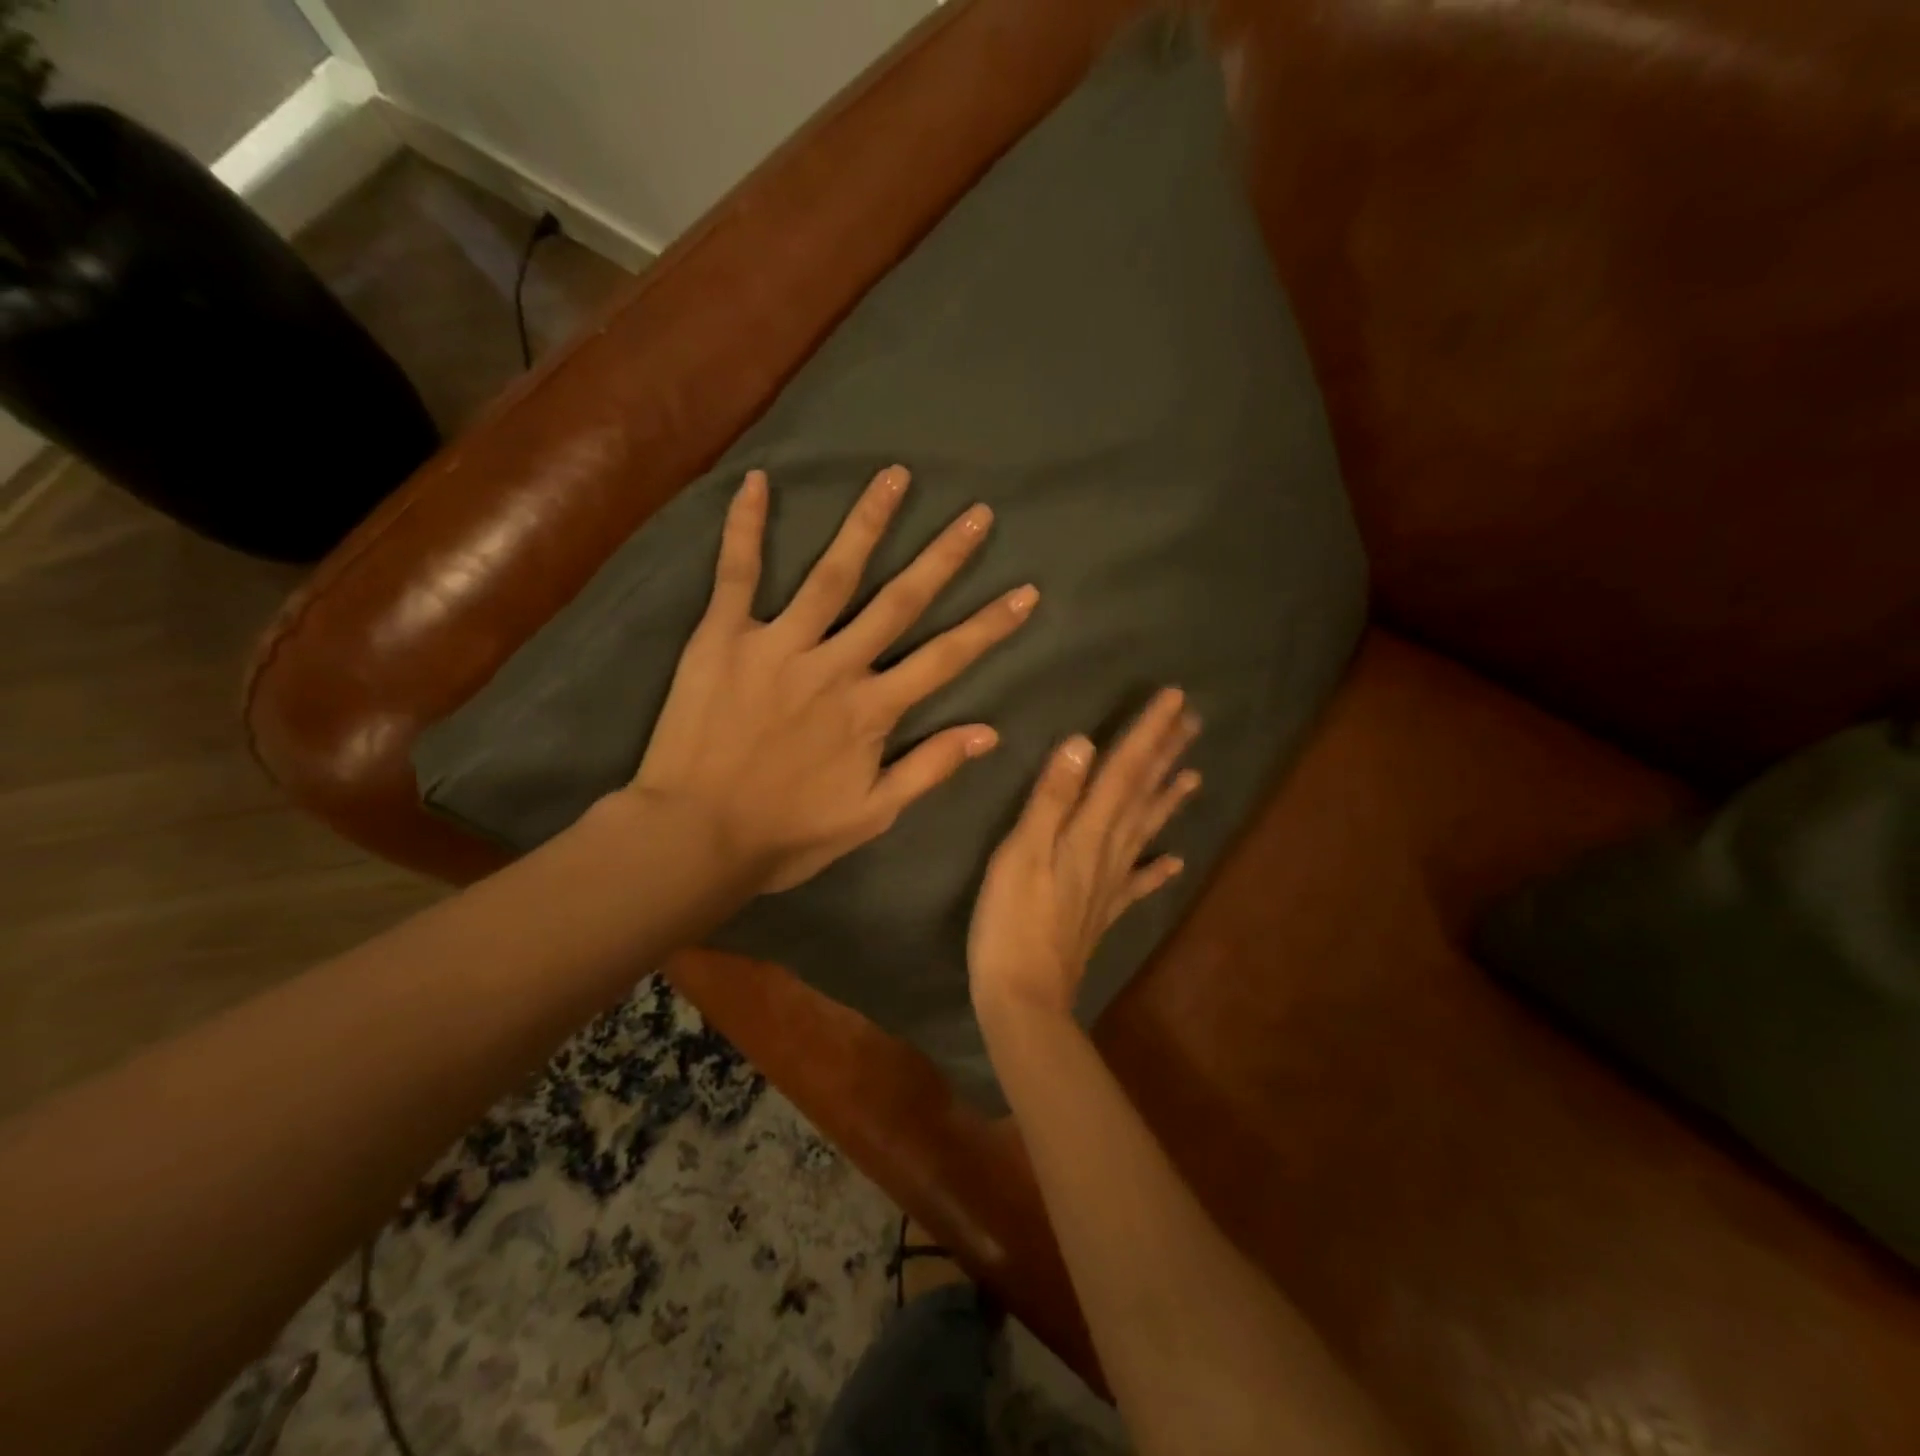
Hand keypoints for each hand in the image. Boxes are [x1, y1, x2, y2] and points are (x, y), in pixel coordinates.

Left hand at [628, 465, 1037, 893]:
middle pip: (899, 601)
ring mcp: (778, 645)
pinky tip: (757, 481)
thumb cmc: (786, 834)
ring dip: (867, 522)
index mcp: (872, 710)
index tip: (1025, 591)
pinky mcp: (723, 638)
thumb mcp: (871, 816)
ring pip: (832, 573)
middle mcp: (835, 665)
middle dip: (943, 556)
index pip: (945, 659)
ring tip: (894, 476)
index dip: (989, 626)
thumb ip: (929, 769)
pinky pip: (736, 574)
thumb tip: (989, 732)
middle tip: (976, 513)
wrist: (694, 837)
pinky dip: (745, 527)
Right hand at [969, 688, 1201, 1020]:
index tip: (1175, 698)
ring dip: (1168, 799)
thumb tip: (1082, 743)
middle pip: (1142, 794)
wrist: (1024, 994)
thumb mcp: (1021, 852)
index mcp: (1087, 831)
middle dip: (1165, 754)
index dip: (1148, 733)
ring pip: (1145, 830)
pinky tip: (1175, 861)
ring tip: (1193, 774)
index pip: (1124, 770)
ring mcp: (1109, 884)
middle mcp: (1107, 851)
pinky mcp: (1102, 912)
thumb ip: (1051, 798)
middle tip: (1193, 721)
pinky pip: (1138, 883)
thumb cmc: (1010, 920)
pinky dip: (1158, 869)